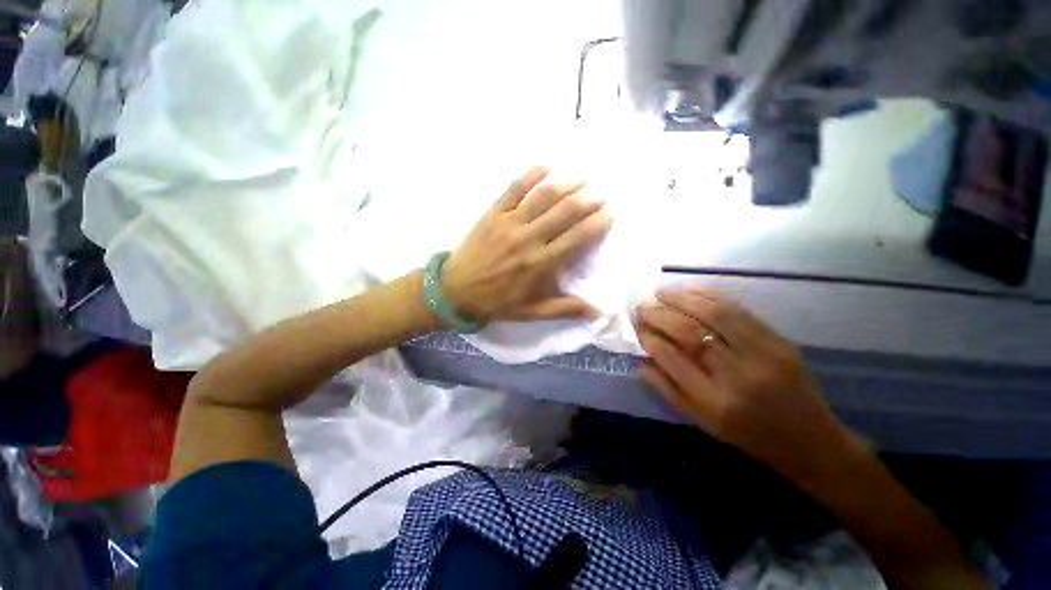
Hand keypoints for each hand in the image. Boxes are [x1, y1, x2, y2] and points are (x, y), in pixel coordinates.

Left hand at [442, 166, 612, 322]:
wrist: (456, 290)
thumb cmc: (497, 302)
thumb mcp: (532, 312)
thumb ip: (564, 309)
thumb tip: (597, 312)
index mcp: (541, 264)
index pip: (576, 238)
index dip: (596, 224)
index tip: (609, 215)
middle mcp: (529, 239)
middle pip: (564, 212)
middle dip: (587, 200)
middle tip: (600, 194)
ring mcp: (510, 223)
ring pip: (542, 197)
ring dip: (565, 185)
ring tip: (582, 178)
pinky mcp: (493, 213)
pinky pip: (513, 189)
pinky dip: (530, 176)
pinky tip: (545, 167)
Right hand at [637, 286, 865, 484]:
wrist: (810, 440)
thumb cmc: (747, 435)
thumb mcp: (701, 421)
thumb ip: (667, 388)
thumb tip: (642, 357)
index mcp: (715, 402)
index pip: (672, 359)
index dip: (650, 338)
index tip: (638, 328)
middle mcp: (738, 376)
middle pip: (690, 332)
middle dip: (660, 315)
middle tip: (643, 306)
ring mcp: (763, 355)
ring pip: (715, 314)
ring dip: (683, 298)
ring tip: (662, 292)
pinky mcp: (780, 341)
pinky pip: (740, 311)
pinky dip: (711, 296)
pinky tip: (692, 291)